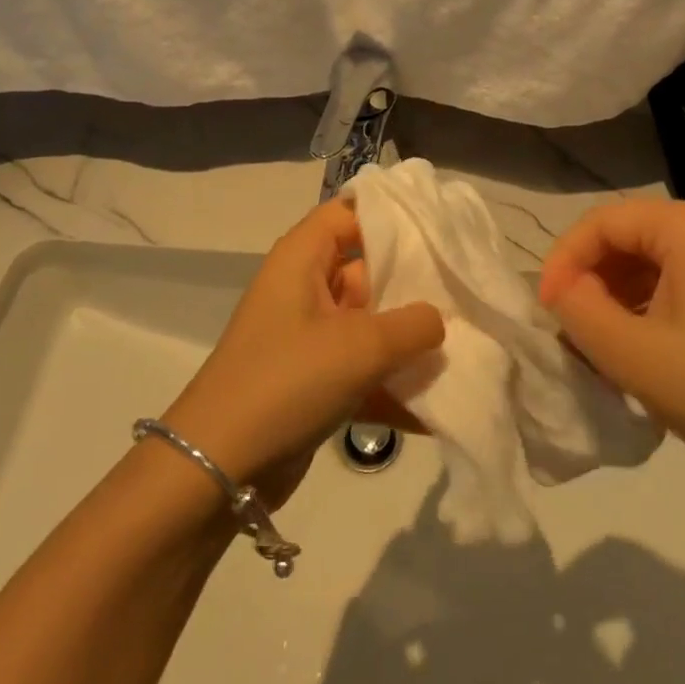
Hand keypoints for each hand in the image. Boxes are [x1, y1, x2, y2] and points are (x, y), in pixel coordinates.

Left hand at [161, 198, 443, 506]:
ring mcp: (308, 337)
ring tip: (465, 347)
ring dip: (407, 341)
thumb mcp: (361, 346)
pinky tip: (437, 409)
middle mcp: (304, 288)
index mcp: (303, 258)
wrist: (218, 470)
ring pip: (369, 323)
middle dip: (414, 283)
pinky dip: (391, 385)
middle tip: (465, 290)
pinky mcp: (312, 381)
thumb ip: (413, 325)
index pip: (350, 213)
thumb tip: (438, 320)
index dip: (392, 214)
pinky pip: (362, 370)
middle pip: (368, 268)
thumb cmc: (288, 380)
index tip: (440, 227)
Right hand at [537, 199, 684, 485]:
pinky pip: (683, 281)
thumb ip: (579, 310)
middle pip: (631, 237)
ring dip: (619, 296)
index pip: (605, 222)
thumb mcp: (632, 355)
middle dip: (592, 278)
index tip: (546, 308)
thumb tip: (564, 289)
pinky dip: (651, 306)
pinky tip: (640, 348)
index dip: (565, 259)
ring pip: (655, 261)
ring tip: (599, 343)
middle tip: (570, 327)